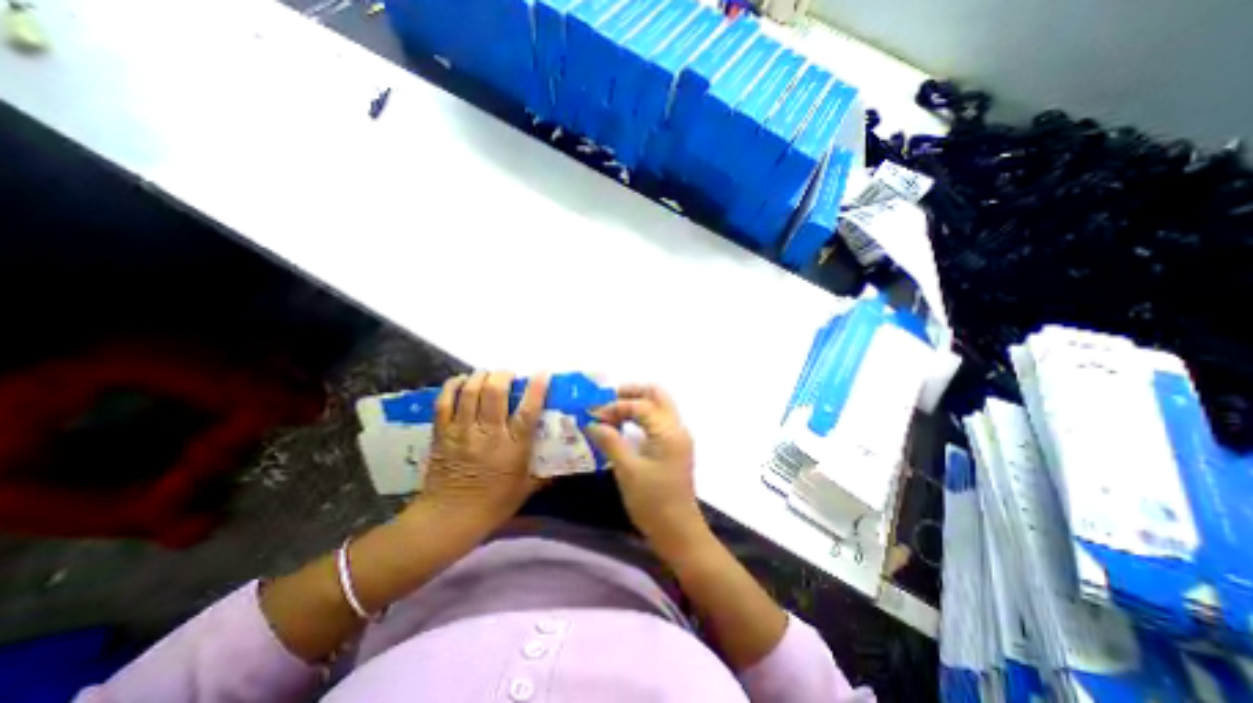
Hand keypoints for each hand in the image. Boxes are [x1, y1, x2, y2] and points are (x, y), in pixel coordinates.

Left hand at [412, 372, 549, 534]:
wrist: (448, 519)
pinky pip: (444, 402)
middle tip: (509, 375)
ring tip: (487, 374)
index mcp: (513, 448)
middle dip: (503, 376)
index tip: (542, 373)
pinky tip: (461, 380)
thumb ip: (546, 473)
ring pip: (470, 392)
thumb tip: (565, 463)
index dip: (536, 389)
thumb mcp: (526, 489)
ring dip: (480, 376)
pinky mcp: (442, 434)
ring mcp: (463, 432)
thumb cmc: (493, 505)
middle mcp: (489, 434)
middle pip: (495, 393)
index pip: (527, 412)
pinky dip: (452, 386)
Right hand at [586, 388, 703, 551]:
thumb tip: (592, 422)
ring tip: (611, 410)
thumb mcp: (628, 471)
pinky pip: (657, 419)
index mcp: (669, 432)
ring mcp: (677, 436)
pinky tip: (623, 424)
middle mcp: (677, 428)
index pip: (642, 405)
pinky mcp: (674, 446)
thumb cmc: (653, 502)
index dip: (615, 406)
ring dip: (636, 402)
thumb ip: (610, 441)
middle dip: (631, 392)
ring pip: (658, 405)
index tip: (593, 413)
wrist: (678, 531)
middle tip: (606, 400)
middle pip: (657, 394)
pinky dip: (640, 415)